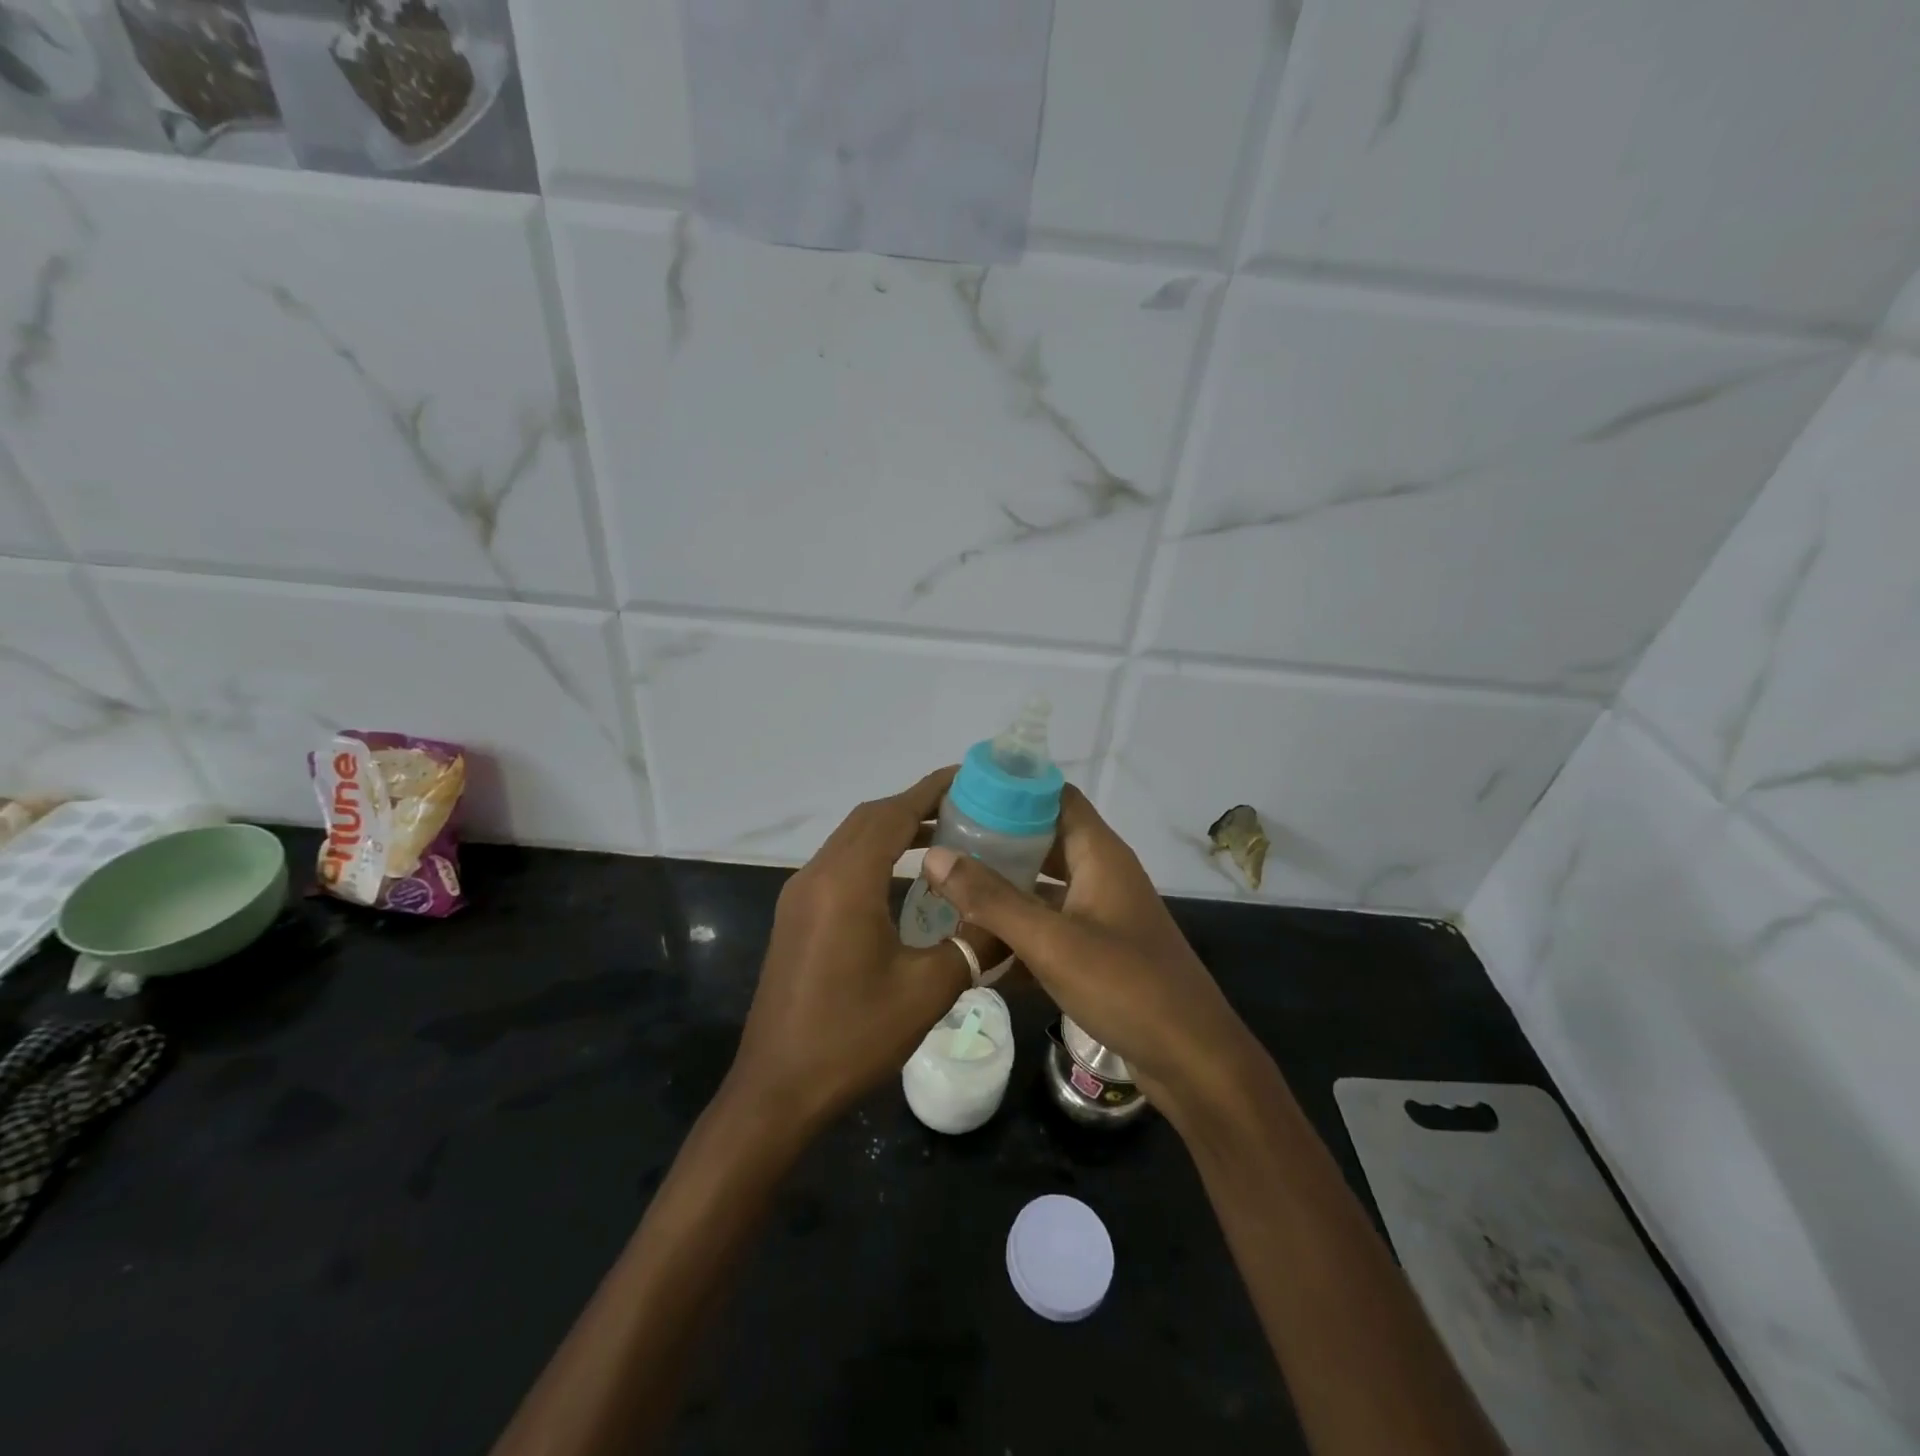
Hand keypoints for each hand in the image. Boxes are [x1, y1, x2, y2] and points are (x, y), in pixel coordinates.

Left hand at [727, 769, 974, 1133]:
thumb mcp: (927, 991)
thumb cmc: (853, 1036)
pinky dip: (874, 855)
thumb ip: (973, 943)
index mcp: (847, 882)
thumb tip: (1011, 917)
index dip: (932, 789)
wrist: (777, 1089)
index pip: (893, 814)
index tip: (970, 776)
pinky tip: (906, 881)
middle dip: (916, 805)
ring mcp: (800, 895)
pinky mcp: (796, 916)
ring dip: (893, 830)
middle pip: (869, 819)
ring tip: (944, 836)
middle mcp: (817, 875)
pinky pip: (839, 865)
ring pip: (851, 840)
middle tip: (967, 808)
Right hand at [920, 787, 1257, 1123]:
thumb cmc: (1125, 986)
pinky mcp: (1098, 949)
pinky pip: (1050, 925)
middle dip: (996, 840)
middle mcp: (1101, 874)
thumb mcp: (1051, 941)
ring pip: (1044, 885)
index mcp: (1099, 854)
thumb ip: (991, 899)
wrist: (1192, 1060)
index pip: (1055, 796)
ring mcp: (1101, 913)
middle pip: (1044, 839)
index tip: (960, 795)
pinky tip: (976, 941)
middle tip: (942, 843)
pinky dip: (1018, 928)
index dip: (1011, 790)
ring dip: (1003, 886)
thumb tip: (934, 856)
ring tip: (948, 885)